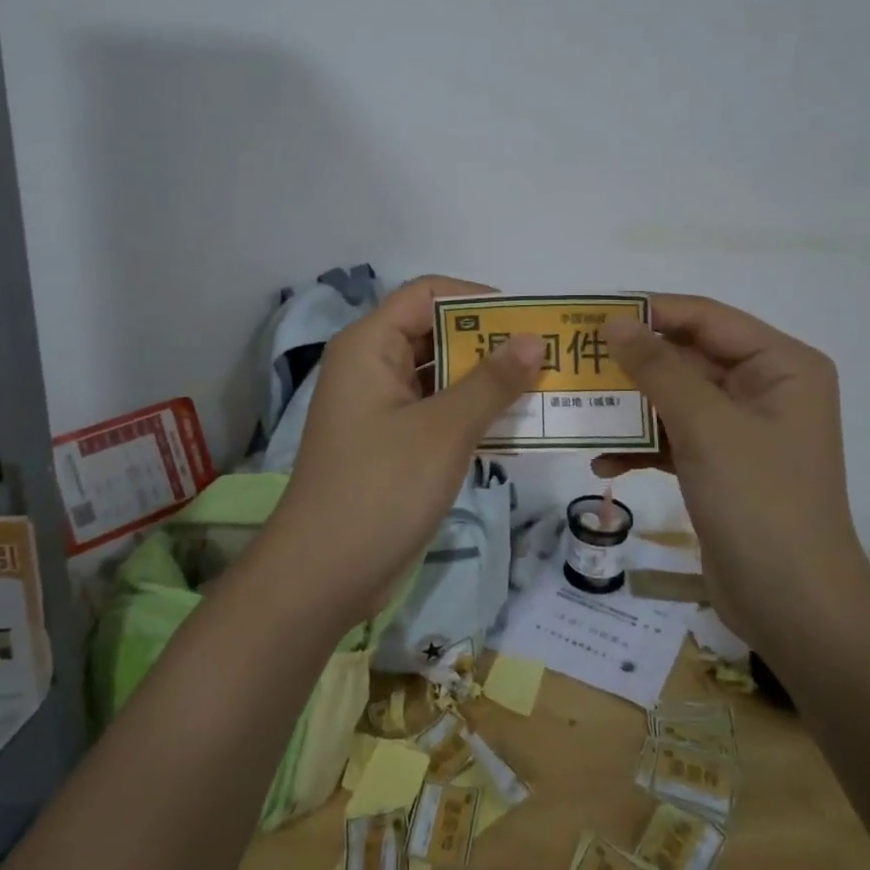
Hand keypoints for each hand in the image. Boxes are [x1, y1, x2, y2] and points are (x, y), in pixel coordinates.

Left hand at [272, 276, 543, 620]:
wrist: (323, 575)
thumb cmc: (381, 488)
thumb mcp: (445, 430)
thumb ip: (492, 381)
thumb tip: (535, 340)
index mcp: (370, 345)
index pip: (427, 294)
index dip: (477, 299)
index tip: (527, 319)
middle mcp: (371, 365)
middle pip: (434, 332)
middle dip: (488, 341)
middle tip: (546, 355)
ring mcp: (378, 406)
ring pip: (438, 374)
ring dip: (484, 379)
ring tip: (540, 387)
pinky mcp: (389, 441)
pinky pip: (434, 409)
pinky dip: (469, 411)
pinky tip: (512, 424)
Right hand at [594, 295, 862, 634]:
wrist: (794, 608)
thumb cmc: (759, 501)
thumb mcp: (705, 425)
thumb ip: (657, 367)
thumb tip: (614, 323)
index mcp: (780, 366)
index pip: (706, 318)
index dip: (650, 312)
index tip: (592, 316)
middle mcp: (764, 389)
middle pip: (687, 357)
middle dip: (633, 363)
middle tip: (575, 362)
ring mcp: (742, 430)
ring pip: (674, 399)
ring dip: (630, 407)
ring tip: (579, 408)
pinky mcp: (721, 466)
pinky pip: (674, 438)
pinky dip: (641, 446)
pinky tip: (602, 462)